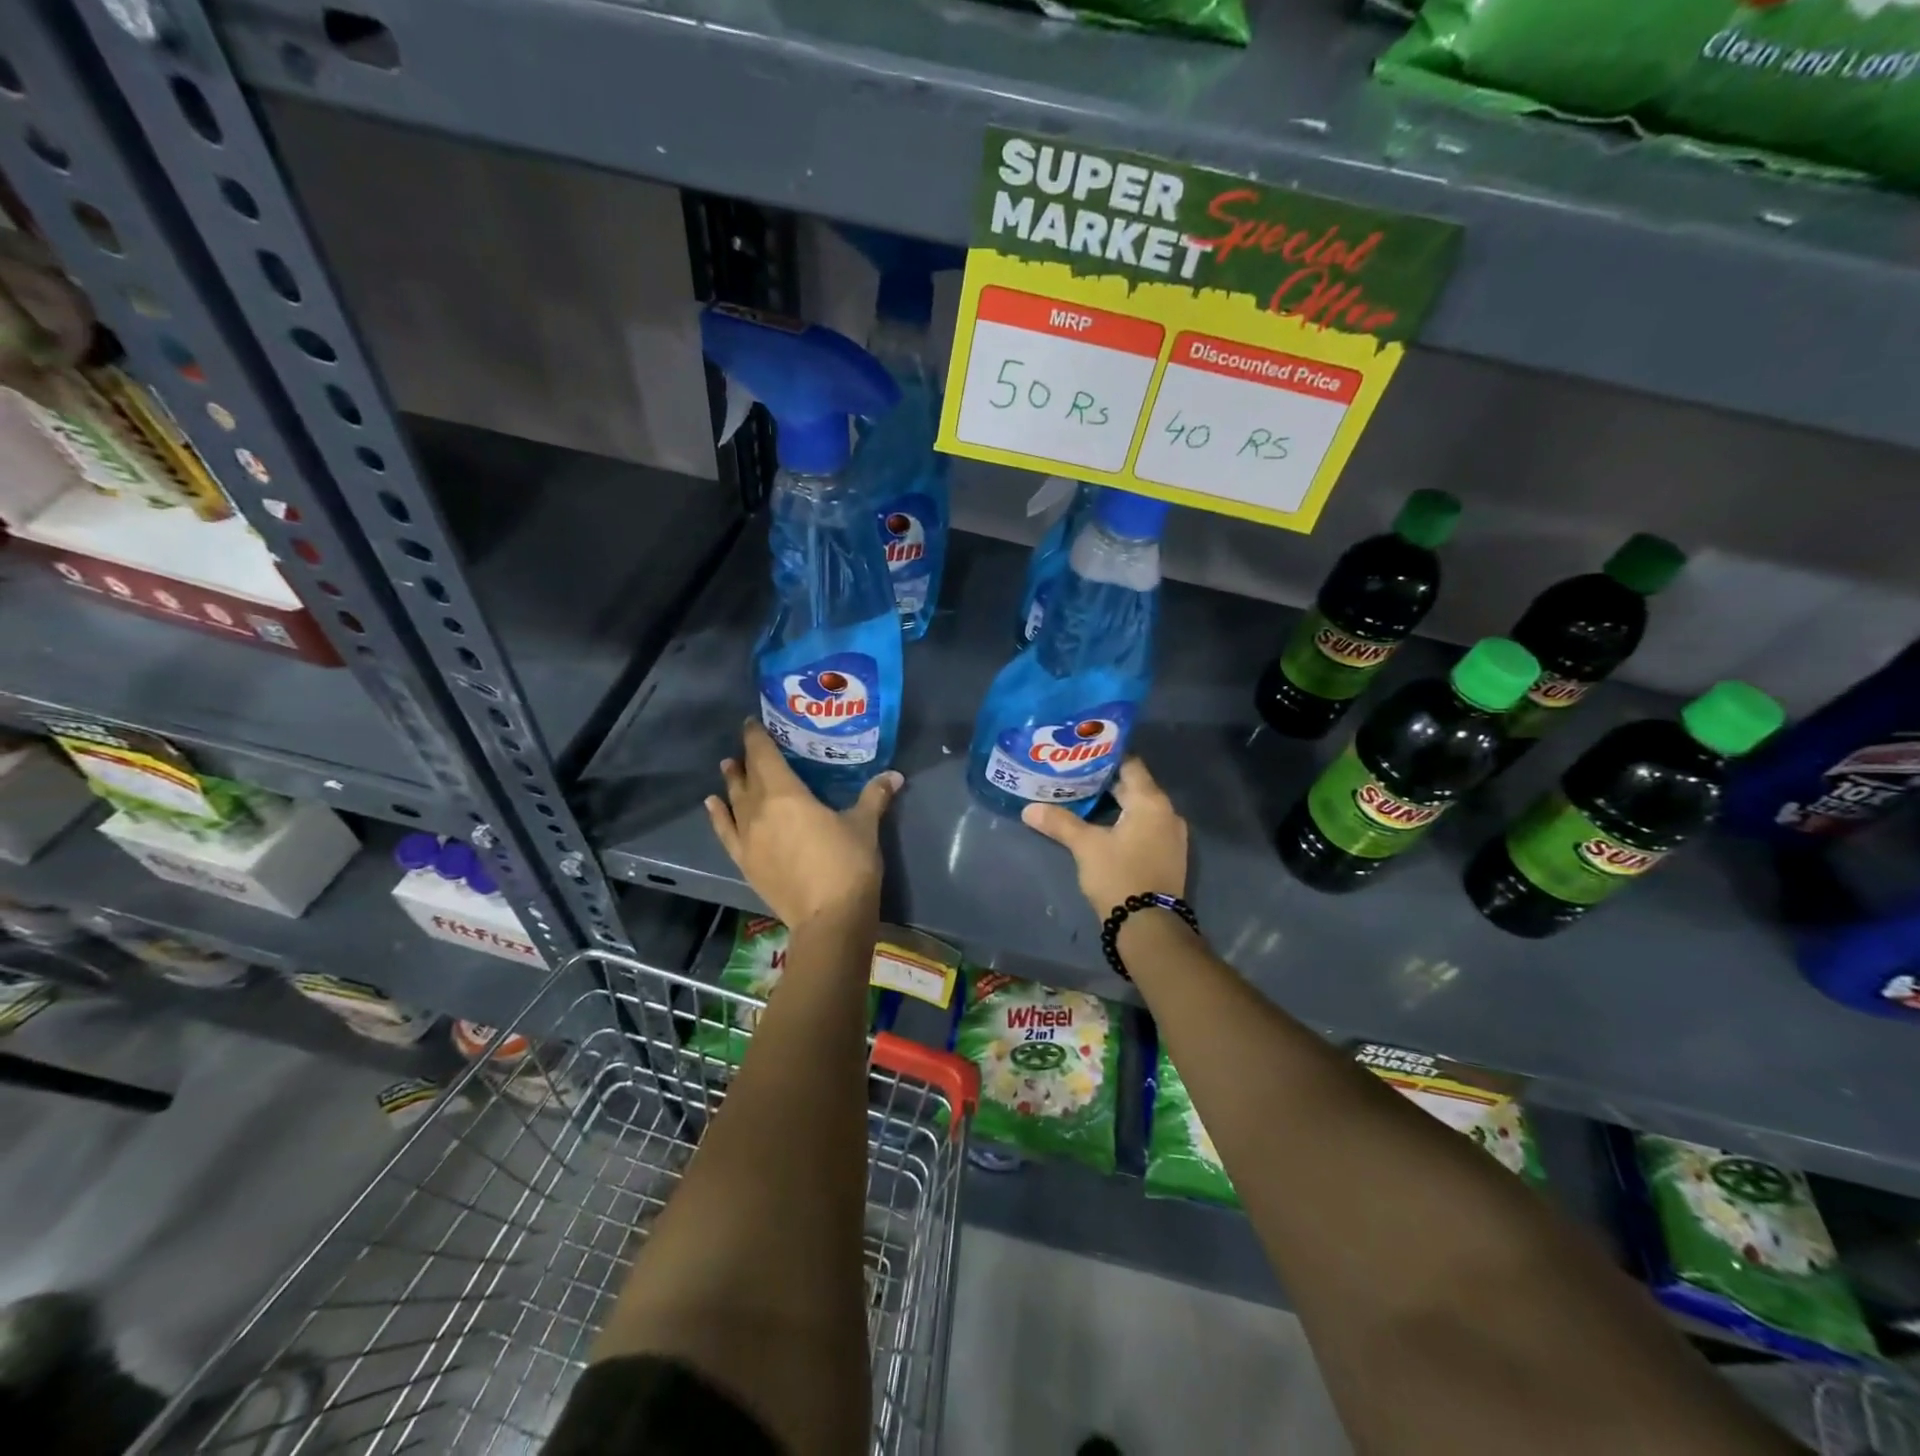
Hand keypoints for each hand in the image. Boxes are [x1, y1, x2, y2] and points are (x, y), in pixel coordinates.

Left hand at [705, 721, 902, 928]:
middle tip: (749, 744)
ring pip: (734, 801)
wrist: (828, 919)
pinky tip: (713, 805)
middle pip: (747, 776)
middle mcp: (759, 810)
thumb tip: (894, 775)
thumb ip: (875, 796)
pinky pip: (725, 832)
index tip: (753, 722)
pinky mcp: (745, 862)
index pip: (764, 755)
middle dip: (747, 757)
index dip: (756, 736)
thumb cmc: (848, 864)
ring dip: (731, 782)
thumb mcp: (865, 825)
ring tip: (728, 767)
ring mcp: (748, 838)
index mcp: (786, 794)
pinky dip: (717, 816)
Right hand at [1021, 758, 1188, 915]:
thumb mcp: (1086, 846)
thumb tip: (1029, 809)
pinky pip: (1144, 826)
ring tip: (1081, 799)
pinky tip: (1101, 826)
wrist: (1149, 927)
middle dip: (1104, 782)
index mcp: (1151, 802)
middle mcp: (1167, 813)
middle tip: (1073, 775)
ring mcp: (1171, 836)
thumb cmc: (1120, 876)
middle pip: (1134, 786)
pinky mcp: (1167, 855)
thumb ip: (1059, 823)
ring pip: (1139, 808)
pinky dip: (1124, 821)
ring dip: (1114, 803)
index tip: (1080, 753)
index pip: (1130, 764)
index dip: (1105, 757)